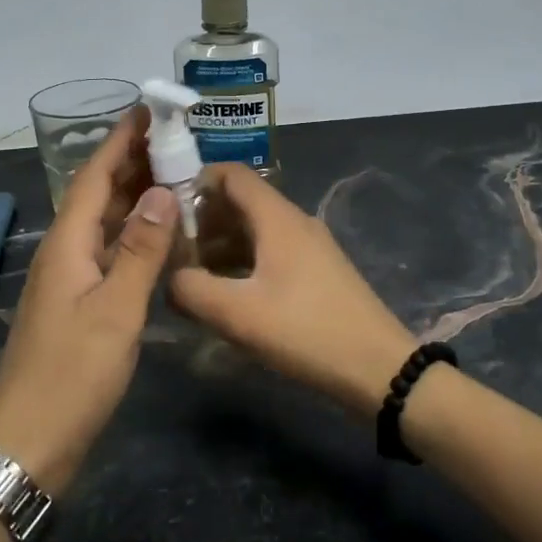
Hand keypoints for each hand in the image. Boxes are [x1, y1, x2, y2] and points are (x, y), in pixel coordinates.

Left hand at [0, 109, 177, 492]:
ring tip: (173, 176)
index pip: (93, 176)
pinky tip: (159, 236)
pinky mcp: (78, 304)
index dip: (120, 141)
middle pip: (96, 194)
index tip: (147, 109)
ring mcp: (69, 280)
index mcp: (67, 244)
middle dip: (130, 162)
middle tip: (174, 139)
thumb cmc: (72, 374)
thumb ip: (140, 250)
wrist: (28, 442)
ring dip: (133, 196)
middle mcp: (64, 253)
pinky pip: (108, 252)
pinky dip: (133, 234)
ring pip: (103, 223)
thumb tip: (162, 191)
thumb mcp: (115, 310)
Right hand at [169, 165, 415, 419]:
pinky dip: (241, 263)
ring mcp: (308, 247)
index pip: (231, 174)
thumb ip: (191, 289)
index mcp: (277, 218)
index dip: (194, 181)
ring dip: (219, 246)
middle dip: (202, 221)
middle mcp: (294, 222)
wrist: (378, 368)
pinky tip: (225, 294)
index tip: (163, 207)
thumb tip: (169, 277)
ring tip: (190, 276)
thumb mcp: (238, 314)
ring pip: (254, 230)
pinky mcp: (316, 272)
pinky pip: (269, 252)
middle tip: (170, 251)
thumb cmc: (306, 331)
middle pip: (240, 202)